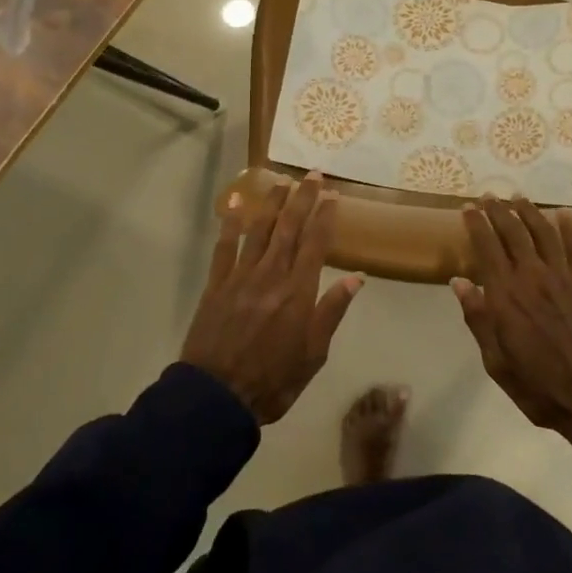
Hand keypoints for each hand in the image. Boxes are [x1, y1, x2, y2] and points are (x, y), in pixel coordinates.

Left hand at [182, 173, 362, 423]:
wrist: (216, 398)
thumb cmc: (273, 380)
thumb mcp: (314, 354)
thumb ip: (331, 312)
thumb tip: (355, 277)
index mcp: (298, 292)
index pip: (316, 244)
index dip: (325, 216)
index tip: (333, 194)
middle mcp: (271, 275)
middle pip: (289, 228)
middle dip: (302, 199)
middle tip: (312, 175)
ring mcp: (241, 277)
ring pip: (259, 230)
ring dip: (272, 203)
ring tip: (281, 181)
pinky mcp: (216, 285)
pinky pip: (224, 248)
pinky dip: (230, 224)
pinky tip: (235, 204)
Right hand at [452, 196, 571, 452]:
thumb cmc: (539, 386)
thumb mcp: (497, 362)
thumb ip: (478, 319)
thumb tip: (460, 282)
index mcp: (505, 295)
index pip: (486, 247)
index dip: (476, 224)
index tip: (468, 208)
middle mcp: (532, 276)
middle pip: (513, 232)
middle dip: (498, 211)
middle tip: (489, 196)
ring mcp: (563, 277)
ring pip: (543, 232)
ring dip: (529, 212)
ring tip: (518, 198)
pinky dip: (569, 229)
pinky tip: (563, 216)